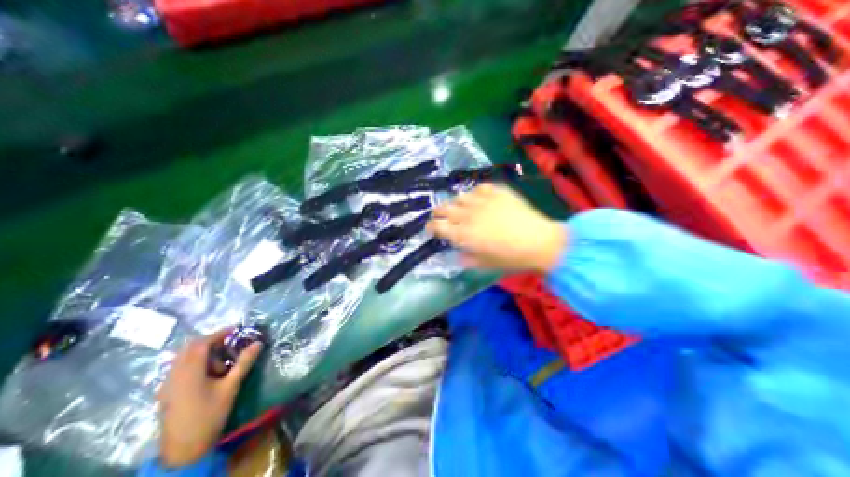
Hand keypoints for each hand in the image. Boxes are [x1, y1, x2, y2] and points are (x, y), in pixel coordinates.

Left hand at [154, 329, 262, 467]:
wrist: (184, 450)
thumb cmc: (210, 414)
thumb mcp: (231, 386)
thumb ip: (244, 362)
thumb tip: (258, 342)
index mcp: (189, 372)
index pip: (202, 343)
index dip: (220, 333)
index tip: (237, 329)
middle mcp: (174, 375)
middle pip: (190, 348)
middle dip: (211, 341)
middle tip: (231, 342)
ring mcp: (168, 385)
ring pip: (184, 358)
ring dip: (203, 352)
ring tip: (223, 360)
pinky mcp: (168, 392)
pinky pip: (180, 368)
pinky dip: (196, 363)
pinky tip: (210, 373)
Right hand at [424, 182, 569, 271]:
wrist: (539, 242)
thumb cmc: (511, 257)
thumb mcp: (485, 264)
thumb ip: (467, 259)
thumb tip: (457, 254)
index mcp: (464, 234)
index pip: (438, 226)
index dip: (430, 227)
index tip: (430, 229)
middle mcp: (468, 215)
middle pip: (444, 208)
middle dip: (438, 213)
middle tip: (440, 217)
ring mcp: (482, 201)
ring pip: (459, 196)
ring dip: (456, 203)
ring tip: (460, 208)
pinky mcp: (497, 192)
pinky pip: (479, 188)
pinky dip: (475, 193)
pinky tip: (479, 199)